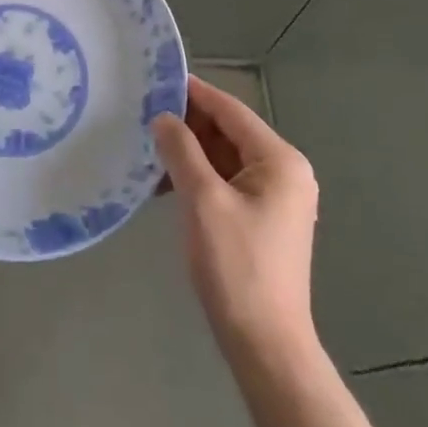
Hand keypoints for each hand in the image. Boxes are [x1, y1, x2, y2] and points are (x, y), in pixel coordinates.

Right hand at [151, 75, 318, 353]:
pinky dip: (198, 177)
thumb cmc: (237, 267)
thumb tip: (163, 118)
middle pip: (229, 132)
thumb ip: (181, 150)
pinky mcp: (262, 219)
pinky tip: (164, 182)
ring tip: (147, 146)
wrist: (265, 347)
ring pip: (225, 157)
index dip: (193, 93)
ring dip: (189, 152)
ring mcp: (275, 197)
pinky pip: (226, 182)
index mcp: (280, 160)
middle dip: (188, 124)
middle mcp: (284, 172)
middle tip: (143, 114)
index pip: (230, 110)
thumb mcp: (203, 201)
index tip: (156, 79)